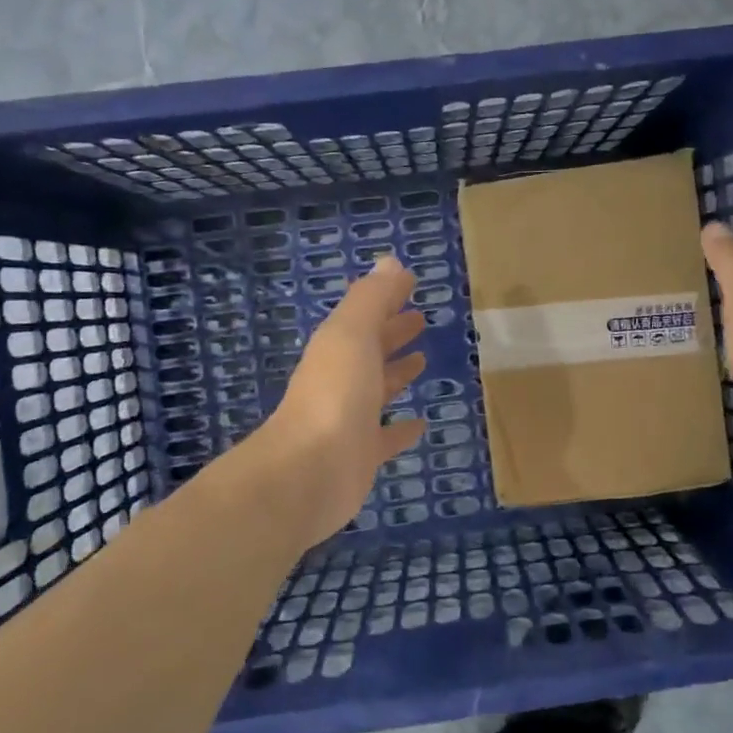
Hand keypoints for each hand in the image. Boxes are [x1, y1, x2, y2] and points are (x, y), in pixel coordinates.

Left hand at [260, 254, 427, 544]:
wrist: (309, 472)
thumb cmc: (334, 394)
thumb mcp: (352, 334)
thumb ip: (372, 298)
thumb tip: (391, 261)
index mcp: (337, 348)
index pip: (364, 316)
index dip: (386, 299)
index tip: (410, 285)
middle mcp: (342, 380)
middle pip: (371, 349)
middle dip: (392, 332)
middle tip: (420, 319)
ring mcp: (351, 419)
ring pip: (379, 389)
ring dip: (397, 373)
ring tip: (423, 359)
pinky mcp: (363, 455)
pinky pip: (387, 436)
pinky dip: (403, 428)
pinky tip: (421, 423)